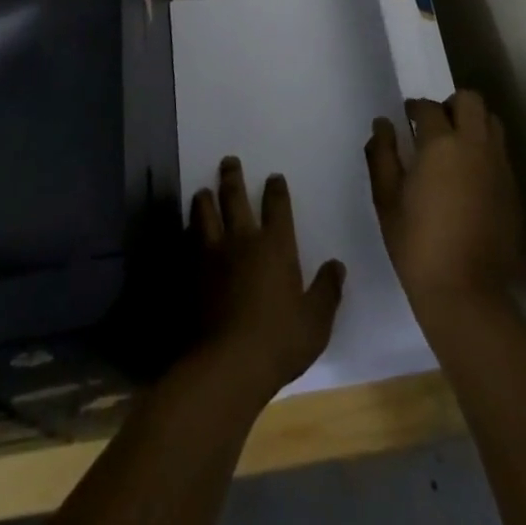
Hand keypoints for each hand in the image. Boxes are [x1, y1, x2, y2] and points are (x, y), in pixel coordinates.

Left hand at [191, 157, 344, 398]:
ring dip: (205, 199)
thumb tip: (337, 266)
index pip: (277, 206)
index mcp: (276, 246)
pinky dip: (190, 230)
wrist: (228, 364)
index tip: (274, 177)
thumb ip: (327, 290)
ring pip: (206, 215)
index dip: (276, 189)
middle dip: (232, 177)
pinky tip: (188, 230)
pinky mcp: (193, 274)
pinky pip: (191, 242)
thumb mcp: (316, 321)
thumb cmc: (280, 340)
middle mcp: (243, 240)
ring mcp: (214, 256)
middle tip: (228, 161)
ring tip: (203, 190)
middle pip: (235, 198)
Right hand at [366, 92, 521, 319]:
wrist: (466, 293)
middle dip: (451, 105)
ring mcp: (499, 167)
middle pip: (471, 101)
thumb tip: (383, 124)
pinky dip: (485, 152)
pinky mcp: (513, 190)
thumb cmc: (417, 244)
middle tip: (435, 127)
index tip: (406, 118)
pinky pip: (501, 153)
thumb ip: (382, 154)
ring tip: (455, 149)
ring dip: (473, 124)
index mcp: (441, 144)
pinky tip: (469, 178)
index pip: (429, 107)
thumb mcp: (386, 199)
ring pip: (492, 123)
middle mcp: (476, 146)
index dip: (415, 108)